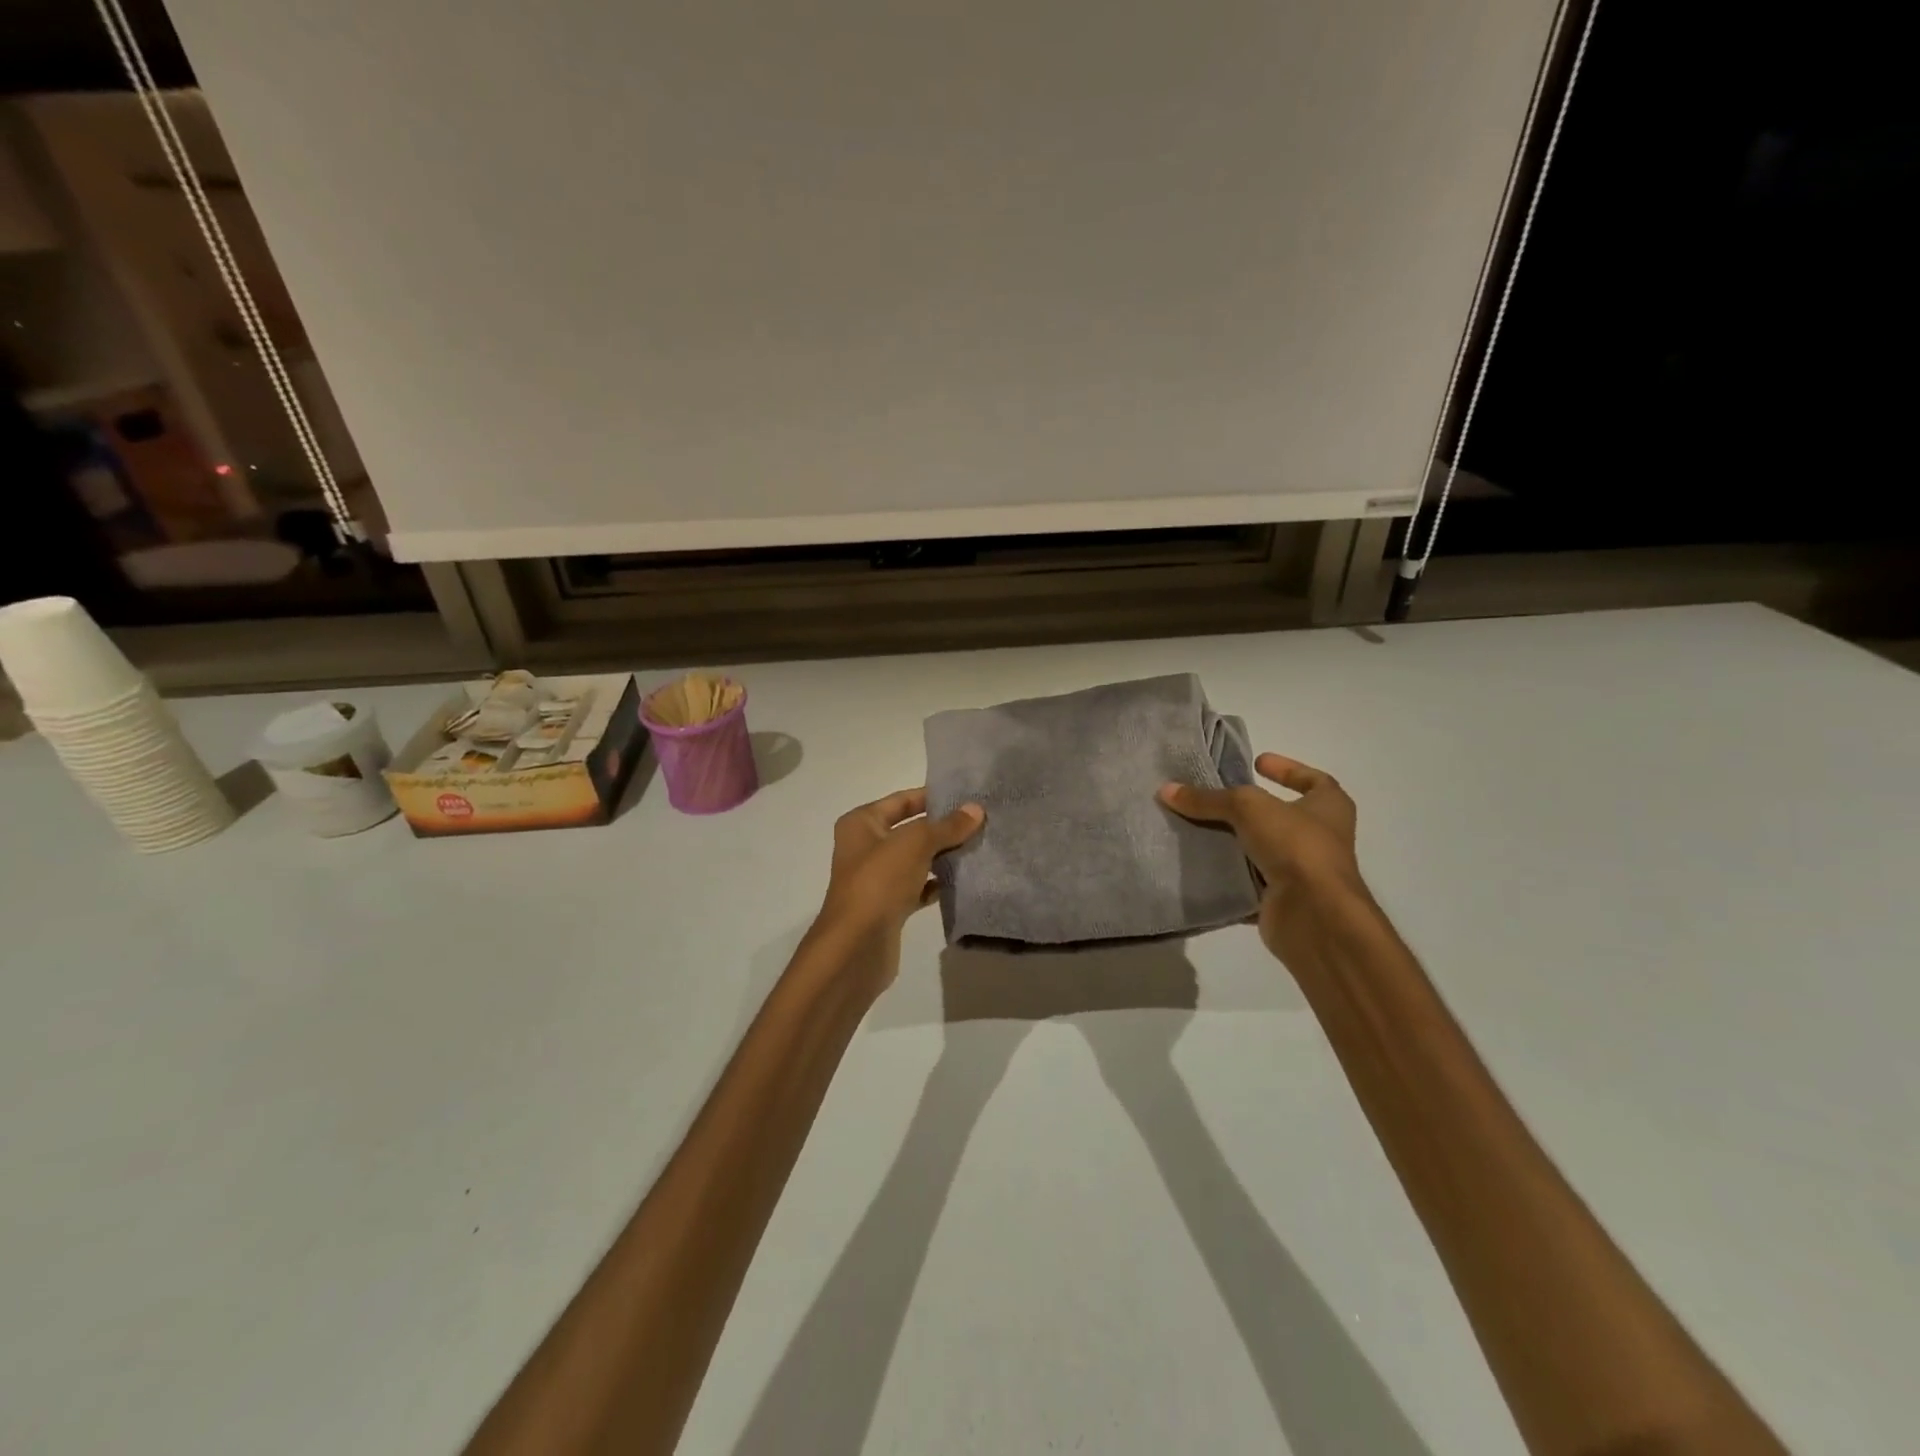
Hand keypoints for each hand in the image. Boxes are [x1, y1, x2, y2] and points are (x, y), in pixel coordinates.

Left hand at [806, 788, 984, 985]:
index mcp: (861, 823)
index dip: (933, 796)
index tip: (967, 796)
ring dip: (944, 856)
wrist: (856, 946)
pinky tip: (965, 881)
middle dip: (944, 828)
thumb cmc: (879, 882)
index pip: (902, 800)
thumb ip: (947, 826)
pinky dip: (938, 884)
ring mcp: (877, 879)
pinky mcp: (889, 906)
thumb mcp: (915, 844)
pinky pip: (919, 887)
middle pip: (911, 830)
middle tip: (982, 822)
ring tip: (980, 848)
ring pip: (917, 859)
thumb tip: (976, 809)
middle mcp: (866, 847)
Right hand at [1158, 753, 1365, 967]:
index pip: (1313, 780)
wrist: (1314, 914)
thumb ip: (1208, 799)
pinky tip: (1201, 864)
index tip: (1257, 762)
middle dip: (1251, 809)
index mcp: (1329, 807)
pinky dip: (1229, 875)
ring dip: (1236, 842)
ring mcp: (1303, 872)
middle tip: (1215, 797)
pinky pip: (1250, 882)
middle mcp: (1321, 838)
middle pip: (1281, 815)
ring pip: (1263, 850)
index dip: (1287, 769)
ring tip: (1198, 828)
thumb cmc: (1295, 845)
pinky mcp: (1283, 899)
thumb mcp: (1247, 808)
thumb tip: (1166, 790)